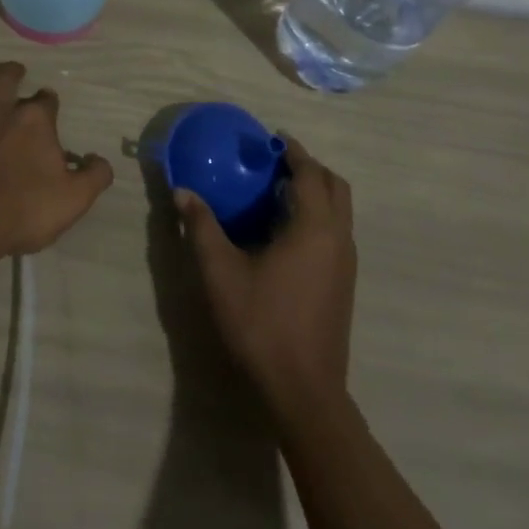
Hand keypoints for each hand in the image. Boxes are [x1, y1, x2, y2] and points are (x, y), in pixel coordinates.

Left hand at [0, 62, 113, 267]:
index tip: (49, 106)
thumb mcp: (74, 199)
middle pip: (5, 77)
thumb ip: (94, 176)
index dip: (49, 101)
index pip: (46, 99)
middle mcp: (0, 109)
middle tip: (15, 73)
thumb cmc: (24, 209)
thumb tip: (101, 161)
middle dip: (12, 72)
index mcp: (35, 120)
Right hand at [175, 135, 356, 410]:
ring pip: (339, 211)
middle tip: (275, 162)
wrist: (303, 391)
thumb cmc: (261, 323)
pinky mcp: (344, 284)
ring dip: (315, 192)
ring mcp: (346, 264)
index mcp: (314, 228)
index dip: (293, 151)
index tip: (272, 138)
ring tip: (276, 191)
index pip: (310, 174)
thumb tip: (182, 192)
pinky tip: (283, 232)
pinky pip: (335, 232)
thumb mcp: (221, 271)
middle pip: (335, 187)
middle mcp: (338, 239)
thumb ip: (202, 226)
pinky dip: (317, 216)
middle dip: (309, 168)